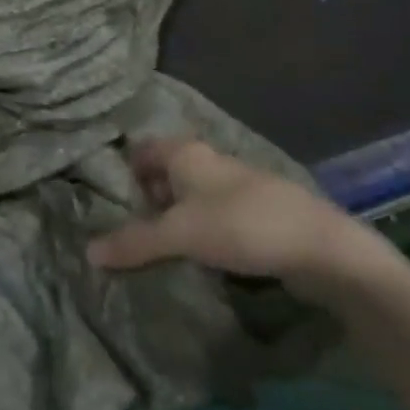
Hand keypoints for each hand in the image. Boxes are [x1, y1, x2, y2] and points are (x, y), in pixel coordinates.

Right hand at [87, 138, 406, 307]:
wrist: (321, 249)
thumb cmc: (241, 225)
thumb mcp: (179, 234)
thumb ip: (134, 242)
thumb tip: (88, 253)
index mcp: (186, 153)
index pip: (142, 150)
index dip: (123, 171)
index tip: (106, 202)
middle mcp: (209, 162)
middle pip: (165, 174)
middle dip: (146, 199)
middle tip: (124, 232)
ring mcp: (236, 188)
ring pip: (191, 197)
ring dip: (174, 219)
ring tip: (155, 251)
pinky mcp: (257, 215)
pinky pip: (215, 219)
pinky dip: (200, 233)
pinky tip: (195, 259)